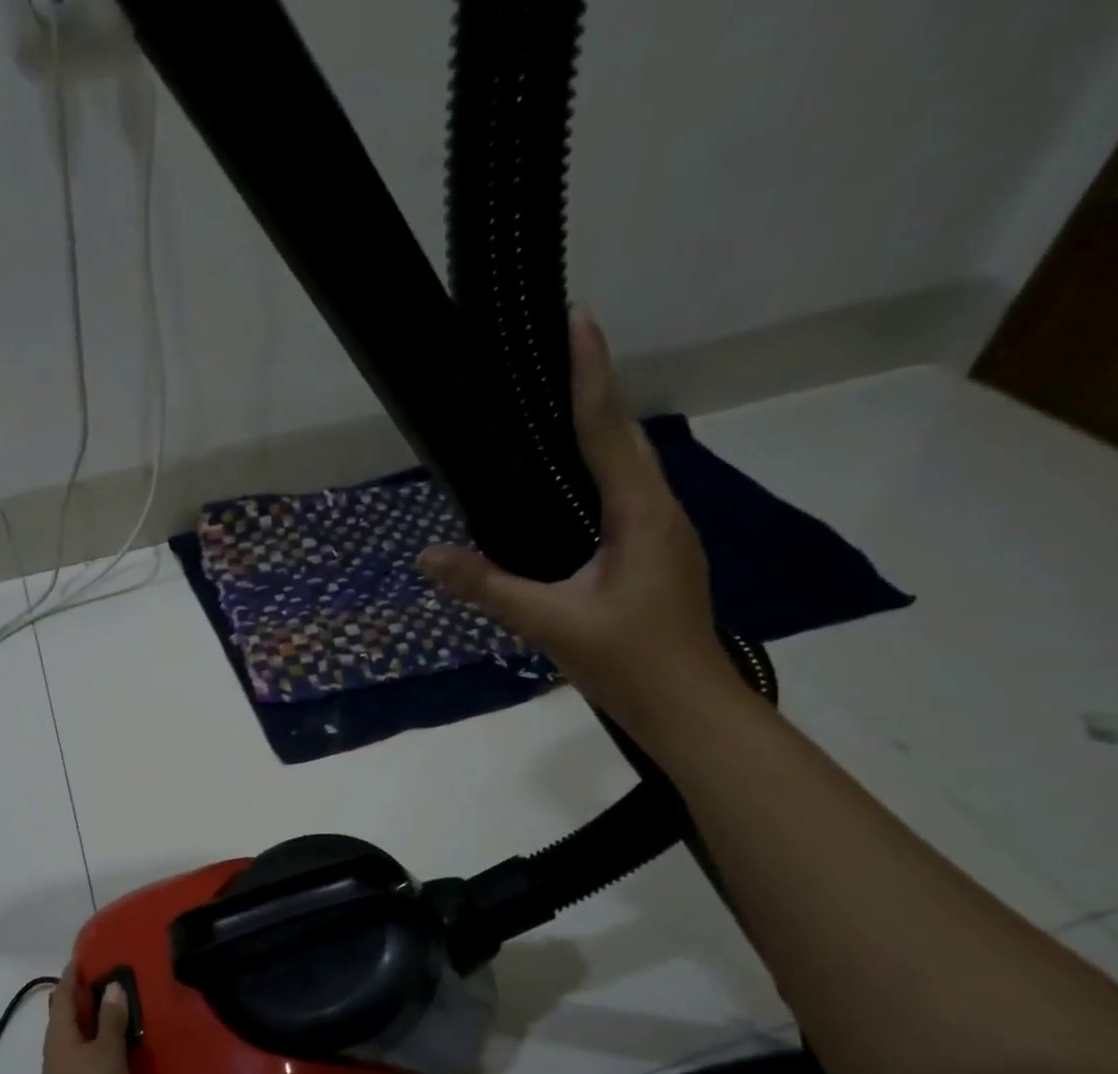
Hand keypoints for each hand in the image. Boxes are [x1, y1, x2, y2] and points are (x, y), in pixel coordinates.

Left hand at [34, 972, 131, 1073]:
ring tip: (121, 1012)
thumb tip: (112, 987)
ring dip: (95, 1024)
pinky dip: (101, 1047)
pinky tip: (121, 1051)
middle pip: (68, 1015)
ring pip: (78, 1038)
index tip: (85, 956)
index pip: (62, 993)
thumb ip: (111, 1019)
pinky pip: (88, 1059)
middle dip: (85, 997)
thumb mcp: (107, 1052)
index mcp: (60, 1033)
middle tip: (112, 980)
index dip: (72, 974)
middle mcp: (57, 1050)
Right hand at [417, 307, 743, 739]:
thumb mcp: (551, 623)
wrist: (689, 709)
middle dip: (593, 392)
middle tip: (556, 356)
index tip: (577, 319)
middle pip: (624, 439)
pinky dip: (599, 475)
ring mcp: (663, 536)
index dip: (590, 374)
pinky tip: (571, 490)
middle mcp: (659, 512)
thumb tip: (427, 557)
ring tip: (557, 410)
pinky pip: (626, 498)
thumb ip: (489, 587)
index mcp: (640, 515)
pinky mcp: (657, 557)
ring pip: (629, 469)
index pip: (607, 431)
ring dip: (599, 432)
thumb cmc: (629, 662)